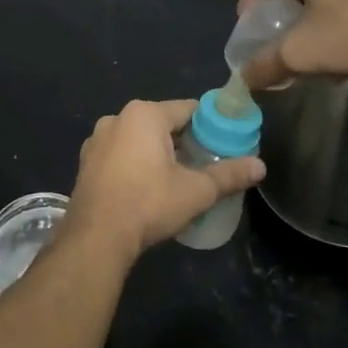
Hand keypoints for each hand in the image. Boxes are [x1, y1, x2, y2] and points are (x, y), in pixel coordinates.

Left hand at [67, 100, 264, 259]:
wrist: (95, 238)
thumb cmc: (148, 204)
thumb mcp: (195, 191)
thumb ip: (229, 175)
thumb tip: (261, 166)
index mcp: (145, 114)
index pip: (188, 109)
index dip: (210, 125)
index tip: (224, 144)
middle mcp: (118, 118)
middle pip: (162, 123)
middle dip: (184, 141)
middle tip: (205, 165)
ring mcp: (97, 140)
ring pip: (138, 139)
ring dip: (157, 153)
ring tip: (177, 179)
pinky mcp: (86, 162)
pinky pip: (120, 154)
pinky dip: (135, 164)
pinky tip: (146, 189)